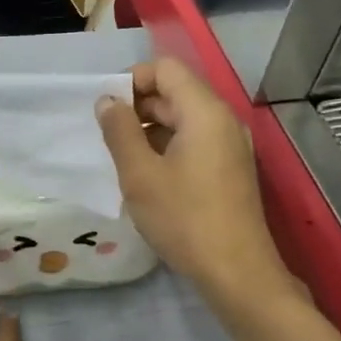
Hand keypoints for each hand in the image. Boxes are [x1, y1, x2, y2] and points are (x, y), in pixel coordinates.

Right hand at [96, 58, 292, 303]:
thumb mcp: (140, 175)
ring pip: (183, 120)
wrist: (236, 271)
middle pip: (175, 92)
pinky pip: (194, 142)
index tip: (105, 109)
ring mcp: (229, 146)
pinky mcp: (229, 170)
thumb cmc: (184, 219)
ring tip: (122, 159)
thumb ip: (119, 131)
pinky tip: (147, 177)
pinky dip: (167, 148)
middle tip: (106, 137)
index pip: (165, 69)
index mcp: (204, 112)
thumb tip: (106, 101)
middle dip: (137, 107)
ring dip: (149, 130)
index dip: (131, 80)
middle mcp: (222, 120)